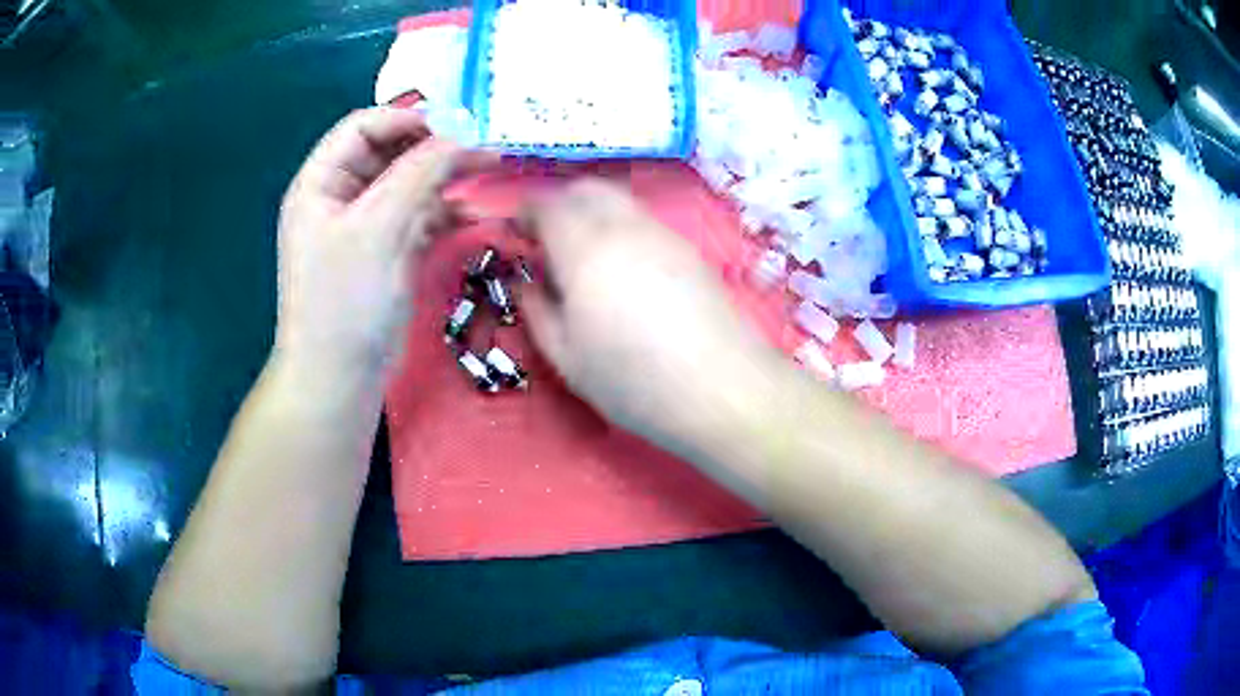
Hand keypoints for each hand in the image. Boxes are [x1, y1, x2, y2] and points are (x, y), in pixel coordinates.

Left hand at [275, 107, 491, 373]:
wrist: (340, 379)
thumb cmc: (345, 301)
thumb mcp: (379, 228)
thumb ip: (419, 173)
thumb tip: (464, 135)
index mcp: (321, 183)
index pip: (363, 127)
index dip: (406, 118)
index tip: (456, 124)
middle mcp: (340, 196)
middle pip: (389, 152)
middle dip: (434, 146)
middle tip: (484, 145)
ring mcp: (365, 225)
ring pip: (408, 183)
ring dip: (444, 178)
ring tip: (488, 171)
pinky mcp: (387, 251)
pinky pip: (418, 216)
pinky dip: (444, 211)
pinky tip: (473, 214)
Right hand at [520, 180, 780, 453]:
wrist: (721, 389)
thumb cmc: (634, 381)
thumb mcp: (567, 358)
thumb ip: (537, 311)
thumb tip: (526, 281)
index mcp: (585, 249)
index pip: (548, 204)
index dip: (526, 212)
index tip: (517, 231)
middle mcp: (625, 227)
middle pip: (587, 188)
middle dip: (560, 202)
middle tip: (547, 239)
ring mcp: (663, 234)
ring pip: (619, 200)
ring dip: (593, 212)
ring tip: (585, 256)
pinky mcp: (690, 250)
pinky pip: (644, 220)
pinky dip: (622, 227)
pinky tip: (624, 270)